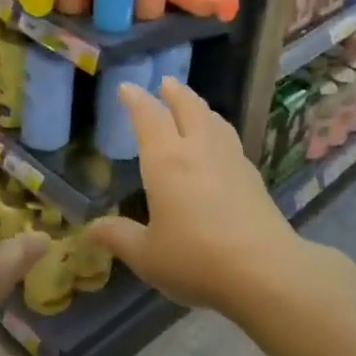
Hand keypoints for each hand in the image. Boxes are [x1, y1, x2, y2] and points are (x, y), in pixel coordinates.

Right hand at [87, 78, 306, 314]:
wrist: (265, 271)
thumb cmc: (196, 259)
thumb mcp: (147, 255)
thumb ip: (118, 238)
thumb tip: (90, 230)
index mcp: (166, 160)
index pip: (148, 117)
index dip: (136, 100)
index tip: (126, 87)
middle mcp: (198, 149)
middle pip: (187, 107)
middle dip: (174, 92)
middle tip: (165, 83)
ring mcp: (230, 160)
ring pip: (213, 120)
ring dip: (199, 106)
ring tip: (193, 105)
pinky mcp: (252, 176)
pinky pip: (230, 139)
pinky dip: (218, 129)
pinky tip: (220, 143)